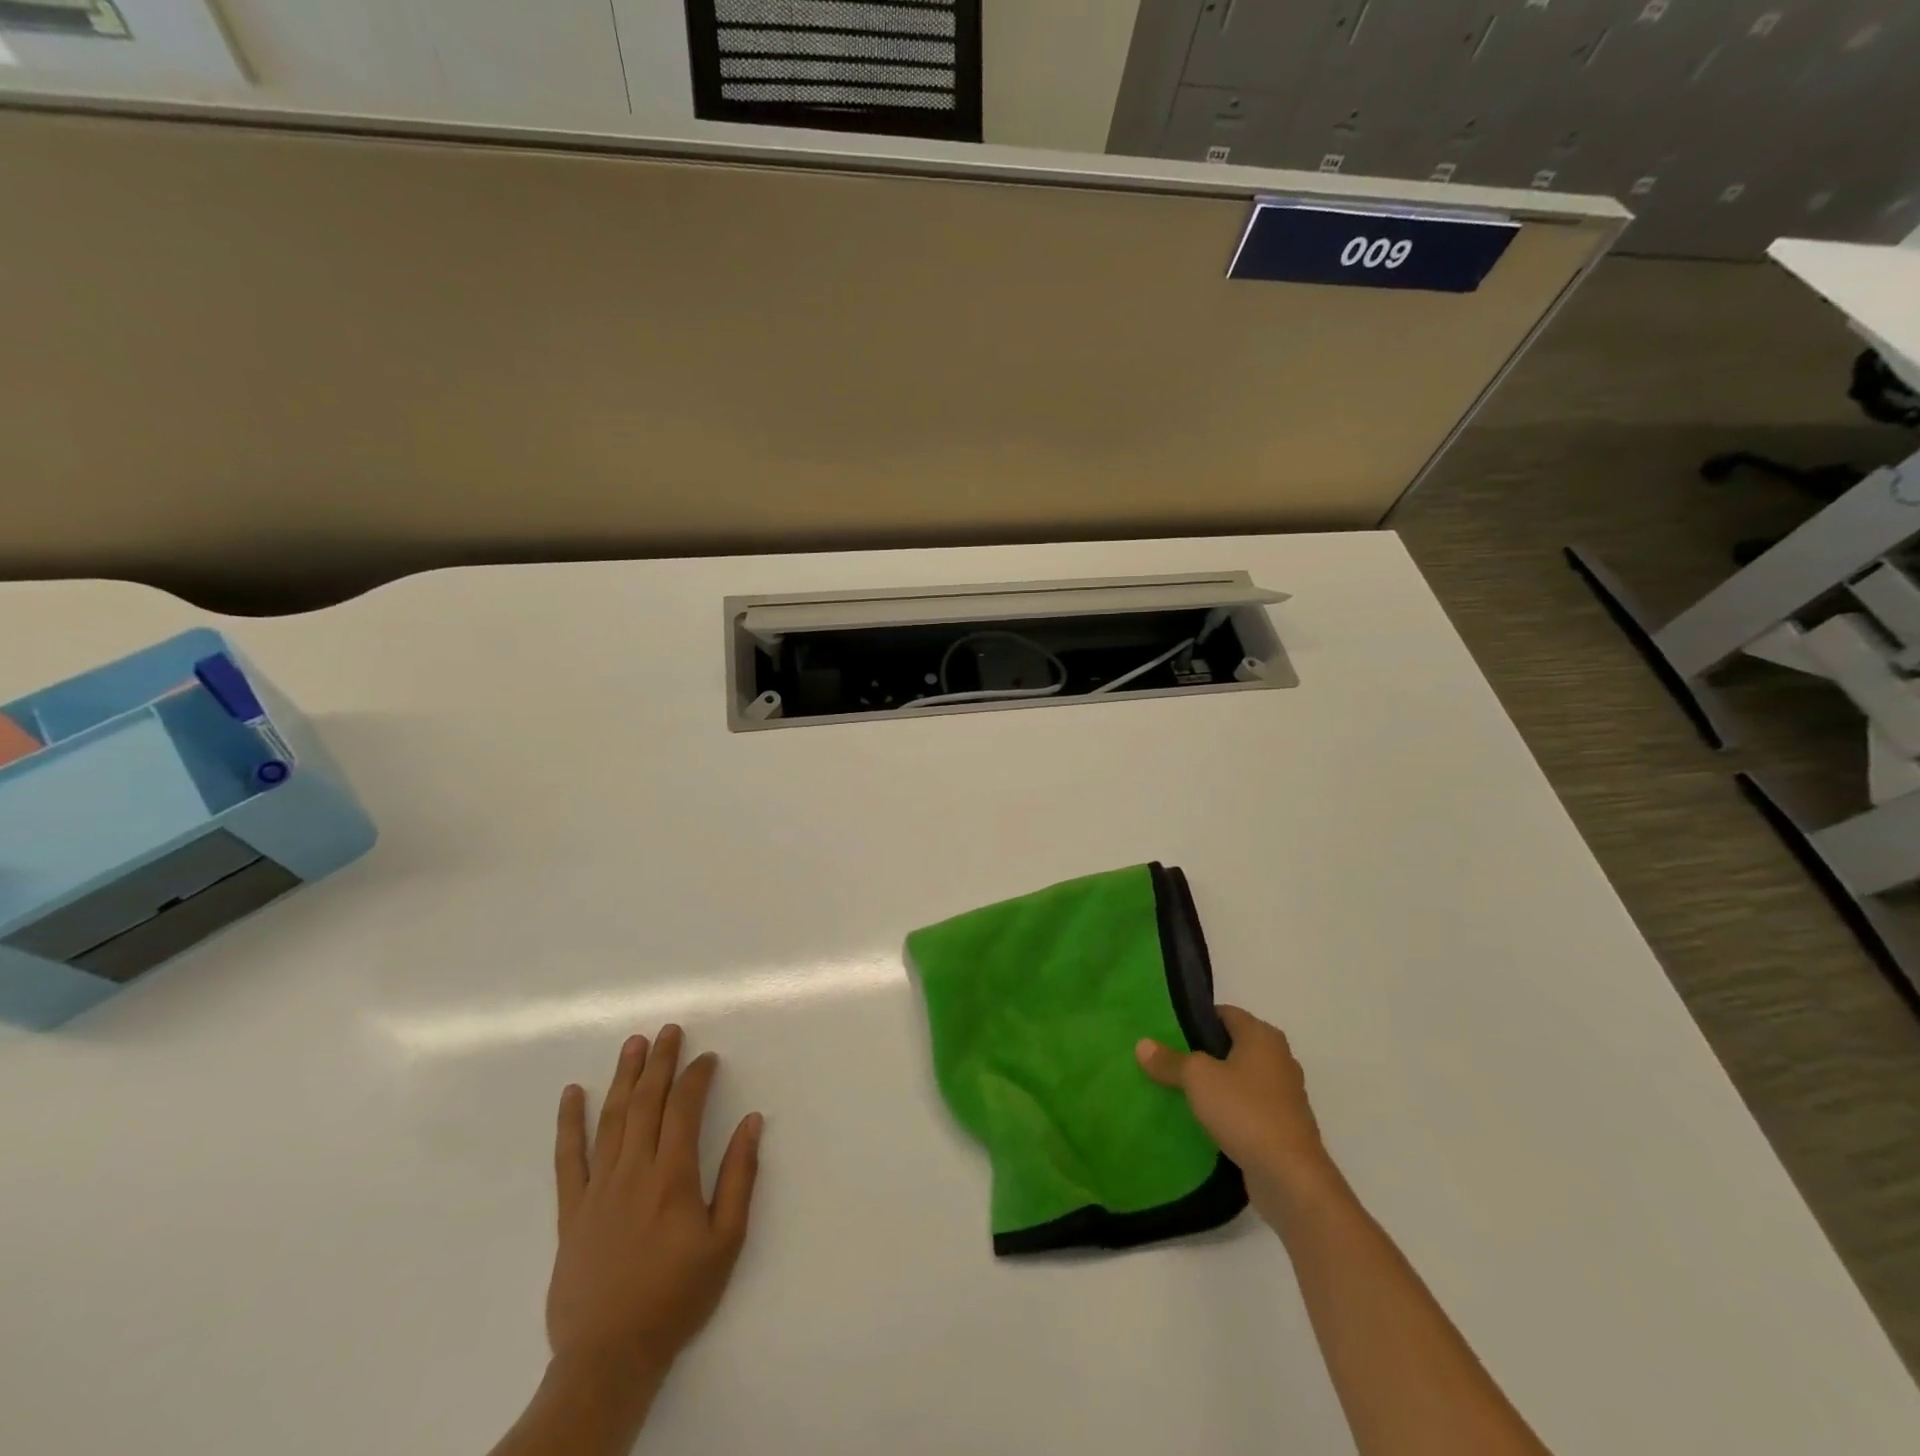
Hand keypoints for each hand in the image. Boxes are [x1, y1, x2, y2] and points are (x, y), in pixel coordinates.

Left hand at [547, 1025, 763, 1380]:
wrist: (609, 1355)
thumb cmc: (676, 1296)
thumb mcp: (726, 1240)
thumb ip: (739, 1177)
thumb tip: (752, 1122)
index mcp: (672, 1176)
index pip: (684, 1108)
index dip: (696, 1076)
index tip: (707, 1058)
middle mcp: (633, 1171)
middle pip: (646, 1102)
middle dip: (660, 1061)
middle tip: (669, 1030)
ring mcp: (597, 1188)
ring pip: (610, 1118)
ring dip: (623, 1077)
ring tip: (633, 1043)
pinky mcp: (571, 1210)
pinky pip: (568, 1158)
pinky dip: (569, 1122)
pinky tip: (572, 1094)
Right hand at [1136, 1006, 1334, 1218]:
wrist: (1291, 1178)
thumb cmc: (1245, 1111)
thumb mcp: (1197, 1079)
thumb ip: (1170, 1060)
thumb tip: (1142, 1044)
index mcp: (1263, 1036)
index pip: (1224, 1013)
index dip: (1196, 1018)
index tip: (1167, 1030)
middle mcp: (1279, 1059)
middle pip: (1233, 1046)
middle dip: (1203, 1052)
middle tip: (1168, 1059)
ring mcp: (1284, 1095)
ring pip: (1241, 1078)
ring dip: (1216, 1083)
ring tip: (1180, 1089)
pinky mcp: (1283, 1127)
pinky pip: (1248, 1107)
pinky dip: (1229, 1109)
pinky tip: (1204, 1120)